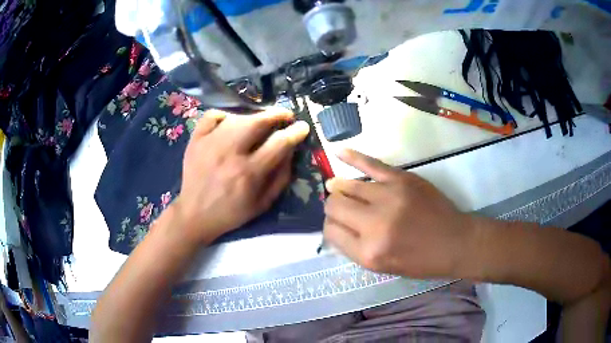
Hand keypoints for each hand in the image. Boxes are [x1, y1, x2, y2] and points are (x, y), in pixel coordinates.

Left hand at [173, 108, 309, 243]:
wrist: (195, 214)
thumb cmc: (232, 212)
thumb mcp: (263, 203)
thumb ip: (281, 177)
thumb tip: (291, 151)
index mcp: (249, 173)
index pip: (279, 143)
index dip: (295, 132)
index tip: (302, 127)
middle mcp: (230, 154)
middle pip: (257, 122)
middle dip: (277, 114)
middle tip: (285, 115)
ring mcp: (210, 144)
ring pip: (237, 118)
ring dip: (254, 116)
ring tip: (260, 121)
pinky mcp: (196, 140)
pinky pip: (212, 115)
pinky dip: (225, 115)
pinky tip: (231, 122)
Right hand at [323, 149, 477, 278]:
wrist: (454, 242)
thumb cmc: (420, 261)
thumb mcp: (383, 267)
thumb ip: (354, 248)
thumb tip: (333, 225)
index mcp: (369, 253)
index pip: (331, 231)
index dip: (330, 226)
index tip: (337, 224)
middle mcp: (374, 225)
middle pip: (334, 207)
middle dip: (333, 208)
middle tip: (341, 209)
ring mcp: (389, 198)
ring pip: (347, 186)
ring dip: (339, 188)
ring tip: (337, 188)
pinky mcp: (402, 179)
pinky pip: (370, 164)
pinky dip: (352, 157)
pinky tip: (338, 152)